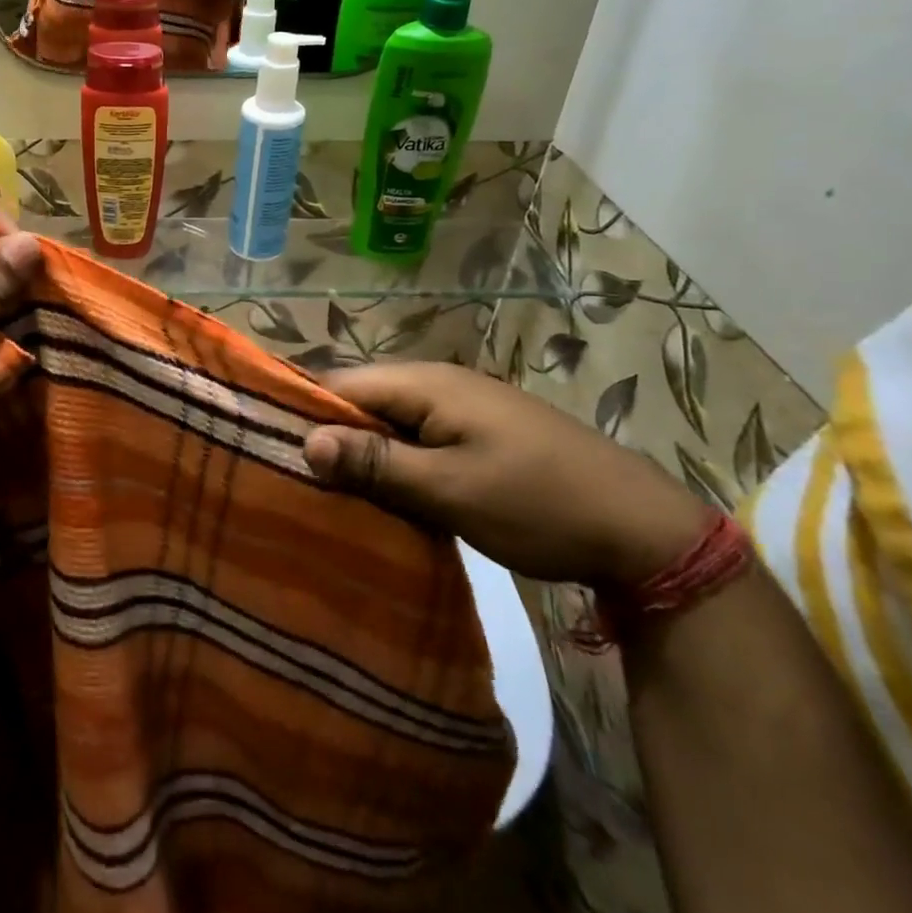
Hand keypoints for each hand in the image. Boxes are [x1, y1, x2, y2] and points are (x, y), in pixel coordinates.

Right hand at [303, 363, 713, 588]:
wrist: (641, 528)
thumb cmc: (536, 503)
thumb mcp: (450, 489)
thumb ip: (376, 463)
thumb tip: (304, 441)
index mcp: (426, 383)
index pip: (340, 385)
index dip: (304, 414)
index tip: (270, 452)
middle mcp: (438, 383)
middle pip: (362, 402)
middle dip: (331, 438)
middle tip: (298, 482)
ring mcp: (461, 408)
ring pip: (389, 424)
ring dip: (363, 455)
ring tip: (330, 494)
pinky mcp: (477, 435)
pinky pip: (417, 440)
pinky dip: (395, 464)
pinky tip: (383, 496)